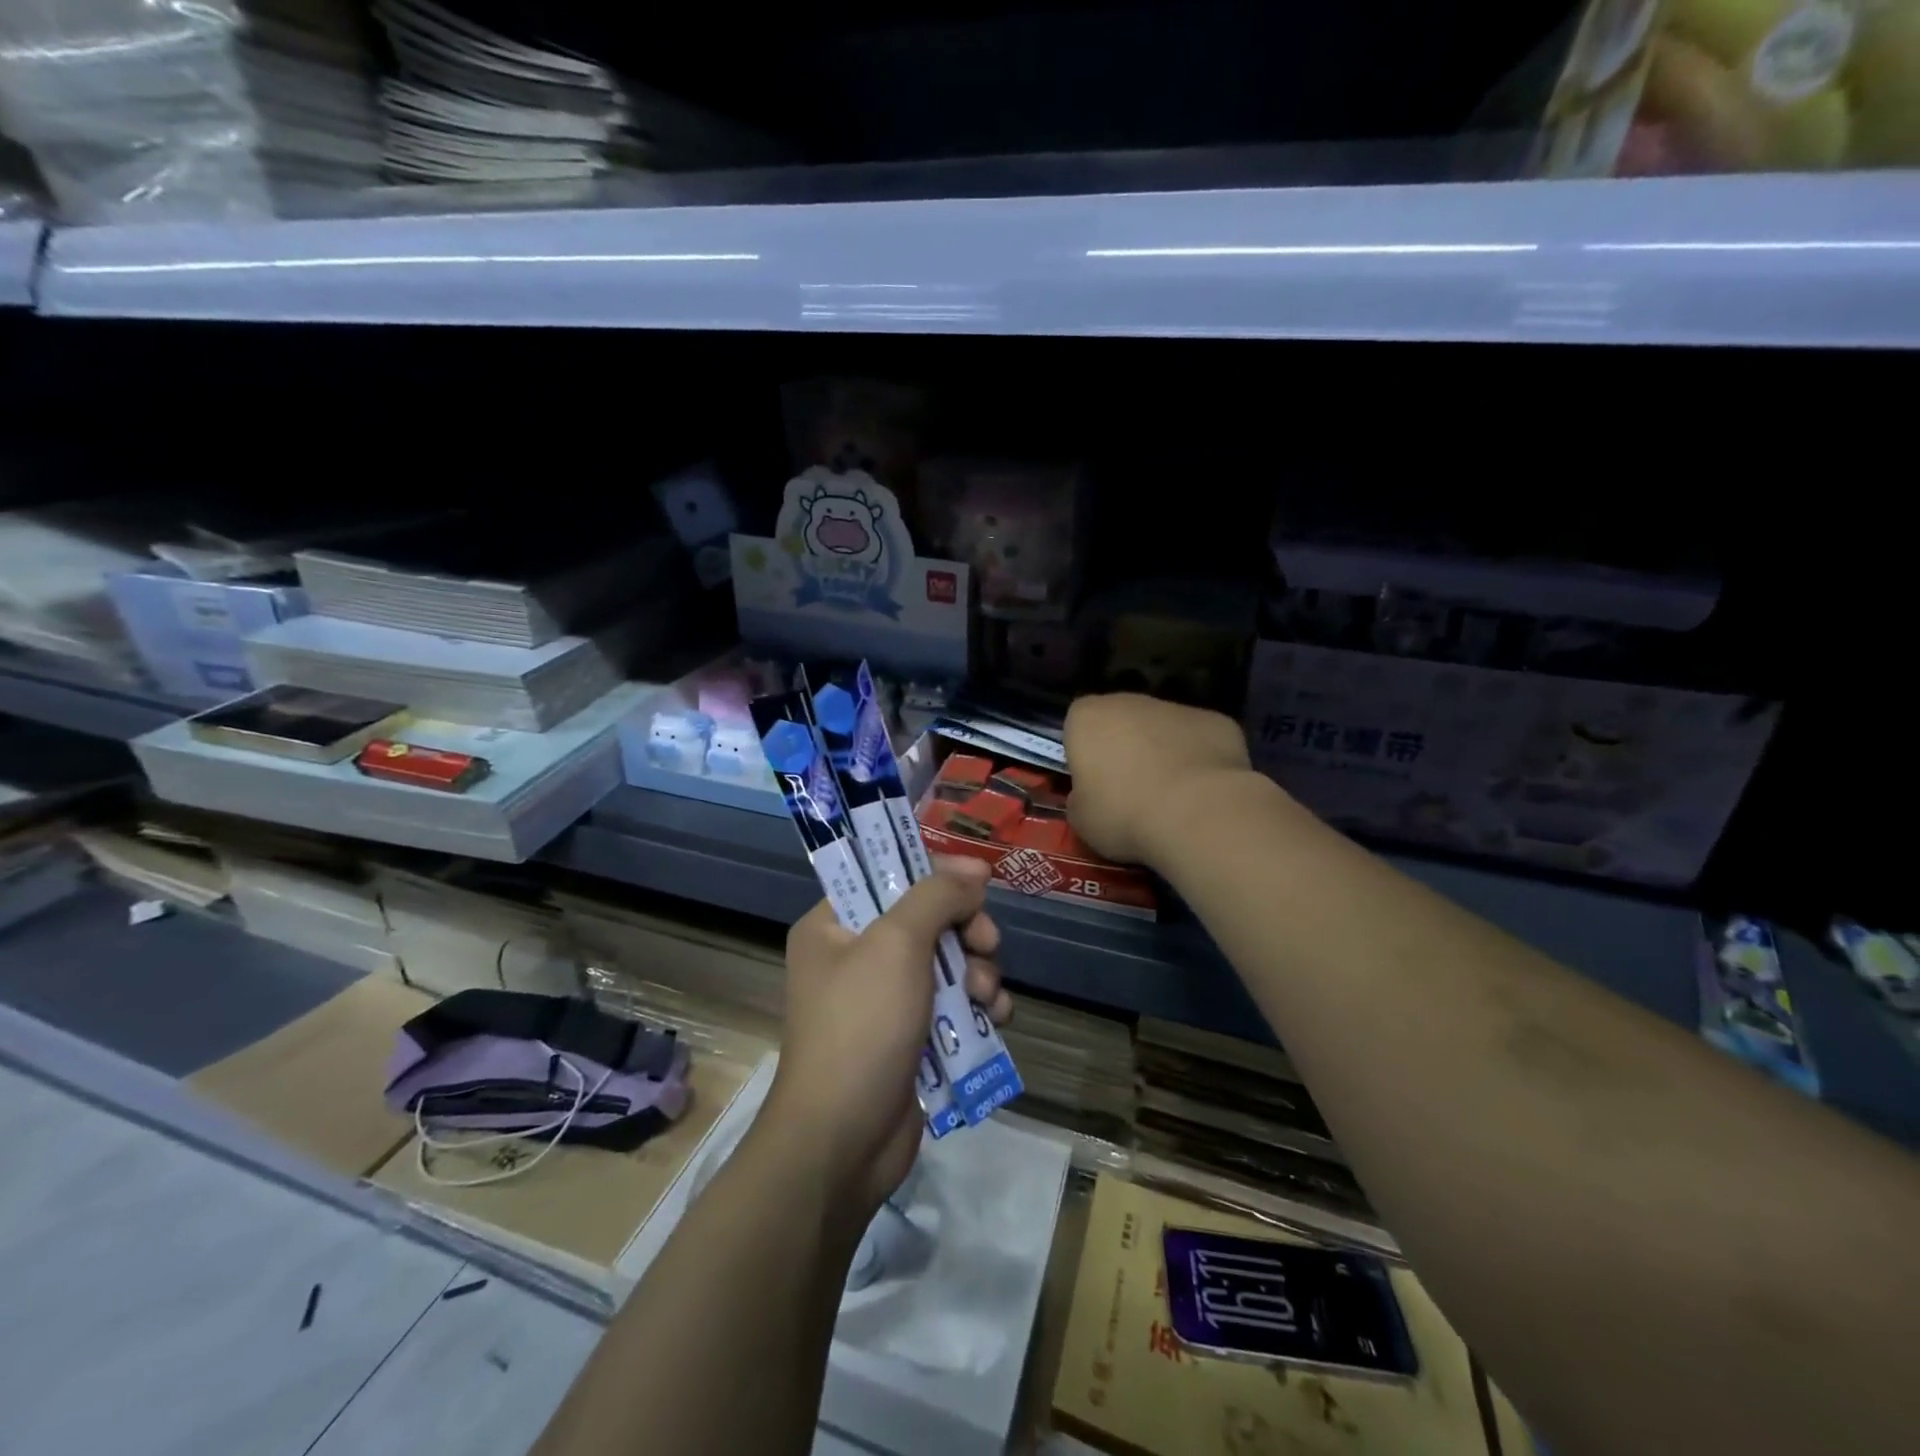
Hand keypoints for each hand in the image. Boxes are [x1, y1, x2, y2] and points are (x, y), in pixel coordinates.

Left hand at [767, 857, 1011, 1219]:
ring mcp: (885, 1000)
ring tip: (984, 997)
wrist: (843, 1141)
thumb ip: (937, 896)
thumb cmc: (862, 1026)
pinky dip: (978, 1006)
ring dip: (978, 972)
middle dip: (966, 931)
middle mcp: (856, 956)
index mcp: (834, 925)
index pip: (888, 875)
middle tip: (985, 945)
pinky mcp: (911, 1037)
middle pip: (928, 919)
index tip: (978, 881)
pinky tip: (995, 1019)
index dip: (935, 873)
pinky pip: (954, 1004)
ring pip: (949, 962)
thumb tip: (974, 868)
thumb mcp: (897, 944)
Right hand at [1064, 692, 1254, 865]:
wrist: (1197, 813)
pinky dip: (1200, 759)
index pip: (1077, 725)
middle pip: (1121, 720)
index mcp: (1087, 717)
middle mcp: (1130, 701)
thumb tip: (1089, 797)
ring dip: (1163, 752)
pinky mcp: (1217, 721)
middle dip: (1125, 747)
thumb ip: (1080, 799)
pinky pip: (1200, 740)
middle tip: (1131, 790)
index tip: (1093, 783)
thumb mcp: (1081, 819)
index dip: (1084, 753)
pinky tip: (1204, 792)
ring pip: (1163, 728)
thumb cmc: (1124, 813)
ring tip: (1172, 796)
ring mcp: (1177, 707)